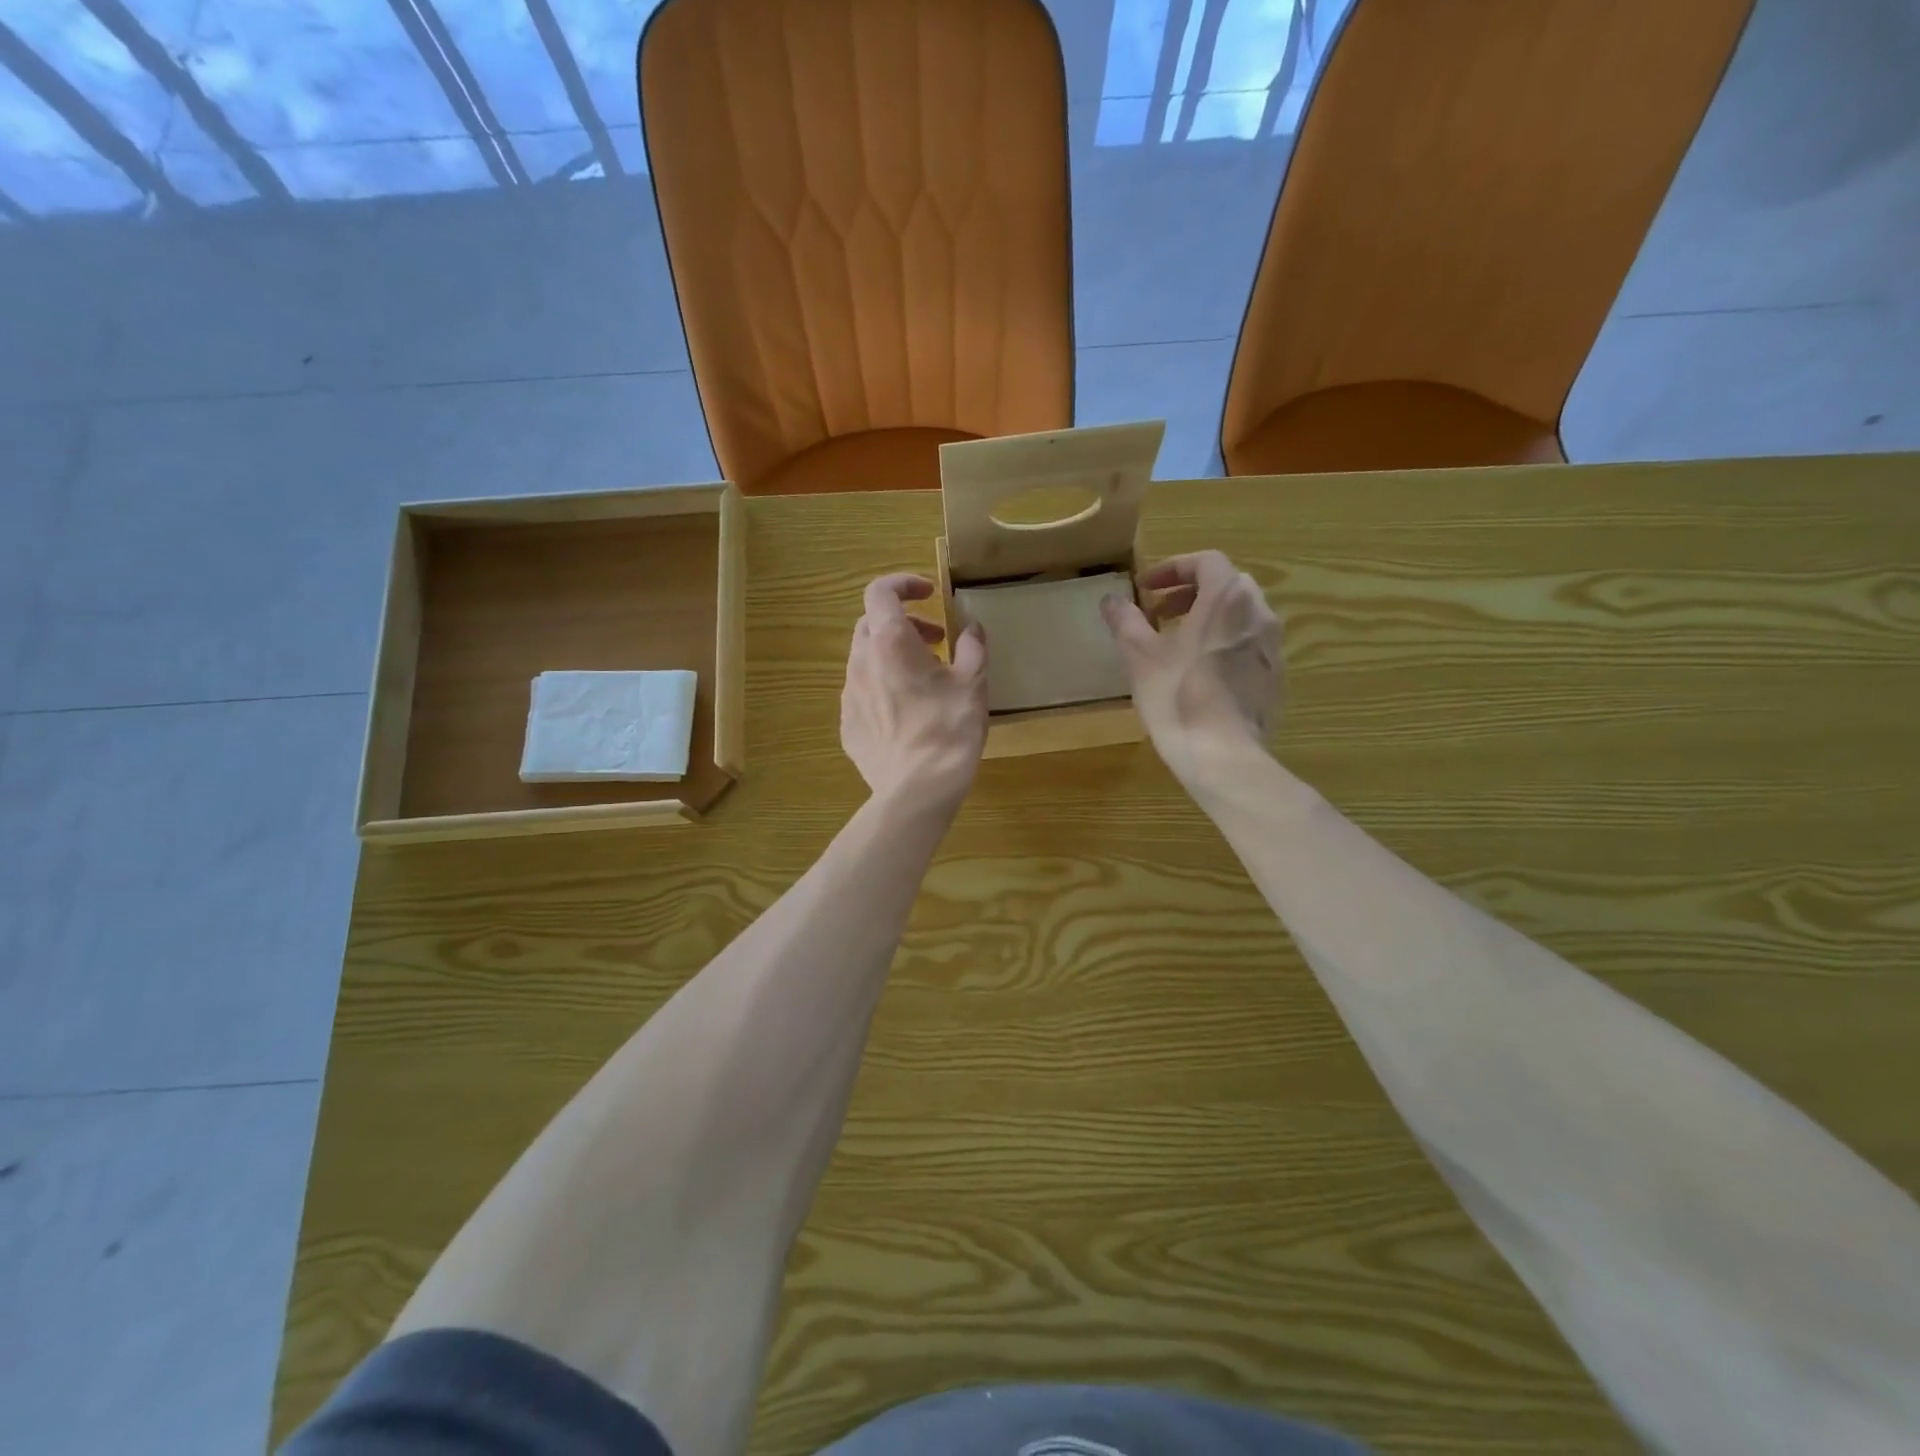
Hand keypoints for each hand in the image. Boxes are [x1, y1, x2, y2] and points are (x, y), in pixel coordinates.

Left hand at [842, 574, 988, 812]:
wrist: (917, 791)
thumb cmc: (949, 730)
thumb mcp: (974, 684)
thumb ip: (973, 647)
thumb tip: (972, 628)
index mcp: (890, 643)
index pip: (880, 591)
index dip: (903, 583)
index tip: (928, 593)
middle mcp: (861, 662)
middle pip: (872, 624)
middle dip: (904, 623)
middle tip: (936, 642)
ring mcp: (849, 696)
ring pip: (866, 659)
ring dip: (893, 656)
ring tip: (925, 680)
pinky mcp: (848, 725)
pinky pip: (863, 693)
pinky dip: (883, 687)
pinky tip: (908, 713)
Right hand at [1100, 551, 1283, 791]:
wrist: (1223, 756)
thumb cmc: (1178, 697)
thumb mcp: (1140, 657)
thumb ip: (1126, 621)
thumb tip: (1111, 600)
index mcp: (1227, 599)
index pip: (1206, 562)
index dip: (1173, 568)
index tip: (1146, 588)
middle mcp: (1259, 614)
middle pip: (1227, 585)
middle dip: (1191, 592)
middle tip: (1160, 612)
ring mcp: (1273, 647)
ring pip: (1241, 615)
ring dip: (1209, 618)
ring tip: (1178, 642)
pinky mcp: (1276, 677)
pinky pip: (1249, 645)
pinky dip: (1224, 643)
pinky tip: (1201, 673)